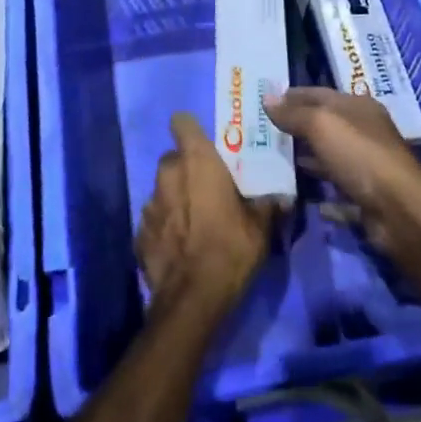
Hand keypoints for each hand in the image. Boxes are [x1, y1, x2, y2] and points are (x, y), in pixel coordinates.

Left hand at [137, 112, 270, 316]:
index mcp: (197, 162)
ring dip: (175, 198)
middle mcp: (167, 175)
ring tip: (195, 221)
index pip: (182, 123)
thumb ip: (268, 204)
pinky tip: (180, 245)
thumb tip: (281, 197)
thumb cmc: (230, 249)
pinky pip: (154, 220)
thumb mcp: (261, 227)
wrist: (192, 299)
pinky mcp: (139, 233)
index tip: (206, 145)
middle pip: (173, 158)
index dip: (191, 130)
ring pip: (162, 189)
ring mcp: (148, 204)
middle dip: (187, 168)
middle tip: (208, 188)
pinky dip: (165, 226)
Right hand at [262, 88, 420, 260]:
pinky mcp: (365, 196)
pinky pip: (334, 190)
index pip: (319, 94)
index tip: (263, 101)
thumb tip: (267, 99)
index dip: (292, 95)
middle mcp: (364, 132)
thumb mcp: (322, 125)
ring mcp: (366, 165)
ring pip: (328, 157)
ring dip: (304, 158)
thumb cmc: (360, 155)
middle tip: (260, 131)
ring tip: (271, 160)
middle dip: (295, 126)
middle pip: (324, 125)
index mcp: (358, 107)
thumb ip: (294, 113)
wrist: (399, 209)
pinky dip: (317, 190)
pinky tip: (294, 193)